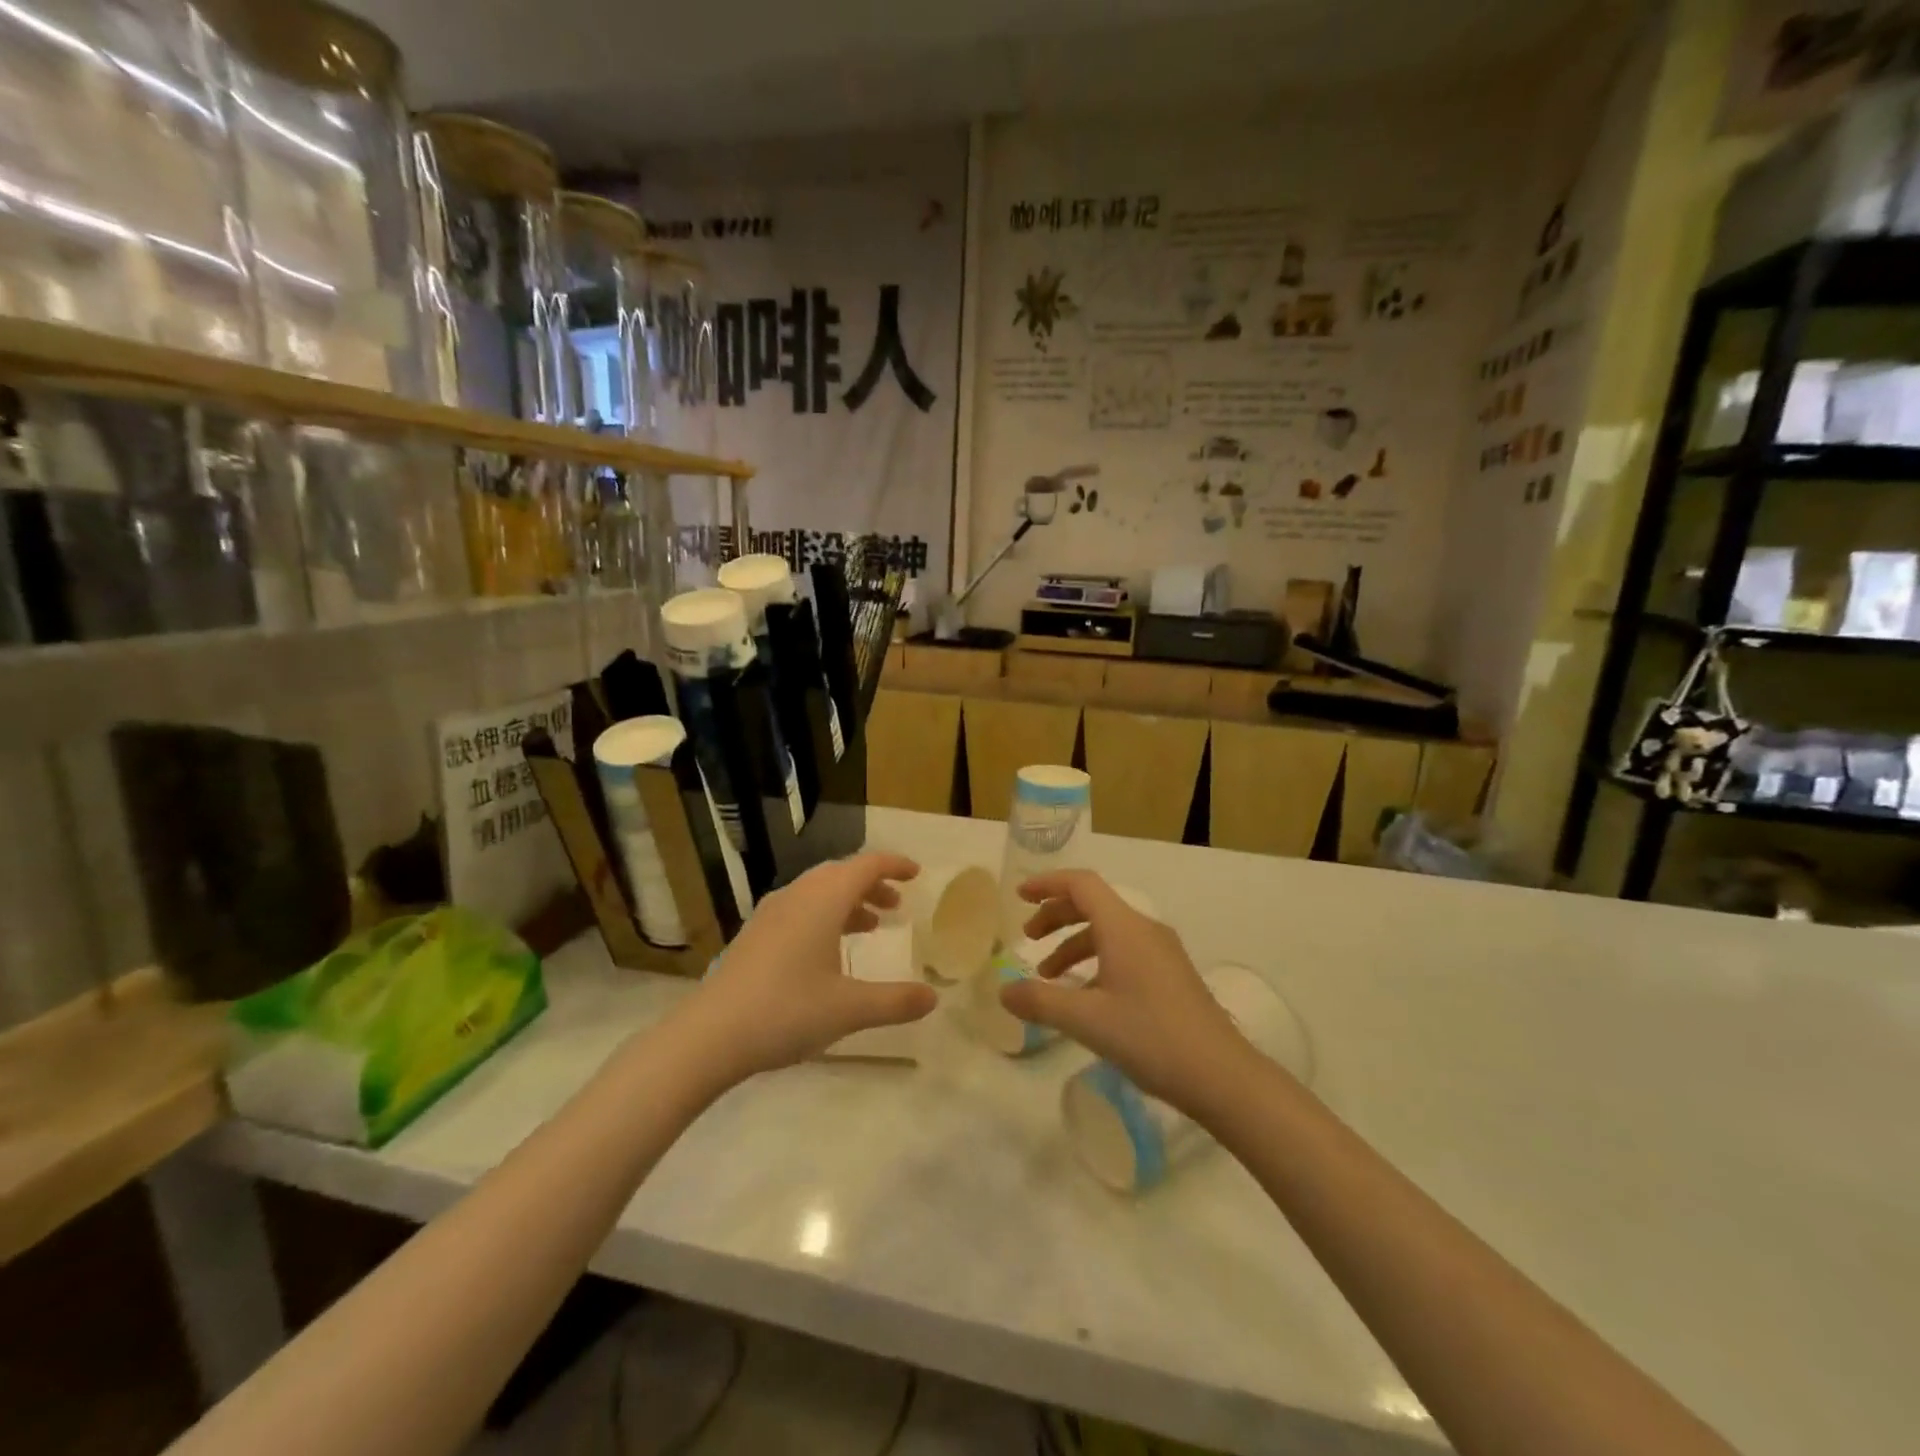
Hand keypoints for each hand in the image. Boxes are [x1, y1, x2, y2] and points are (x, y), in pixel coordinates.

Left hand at [674, 853, 937, 1087]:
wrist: (710, 1035)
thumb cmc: (787, 1011)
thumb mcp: (850, 1009)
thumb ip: (895, 1001)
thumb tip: (933, 997)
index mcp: (823, 900)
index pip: (866, 865)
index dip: (894, 865)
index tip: (916, 873)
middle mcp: (797, 896)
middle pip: (841, 874)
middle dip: (872, 885)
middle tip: (895, 906)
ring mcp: (771, 914)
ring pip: (818, 892)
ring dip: (847, 902)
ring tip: (869, 927)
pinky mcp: (754, 935)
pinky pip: (799, 909)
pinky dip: (824, 916)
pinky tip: (827, 952)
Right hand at [1000, 870, 1254, 1112]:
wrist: (1223, 1076)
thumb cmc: (1152, 1038)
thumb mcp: (1087, 1021)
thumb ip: (1040, 1002)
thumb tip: (1003, 991)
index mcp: (1124, 928)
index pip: (1081, 884)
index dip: (1047, 884)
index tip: (1018, 896)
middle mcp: (1144, 930)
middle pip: (1093, 905)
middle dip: (1056, 916)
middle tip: (1028, 939)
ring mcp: (1162, 952)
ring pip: (1108, 932)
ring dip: (1074, 944)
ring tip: (1049, 977)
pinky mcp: (1171, 976)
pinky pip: (1124, 952)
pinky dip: (1096, 962)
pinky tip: (1086, 998)